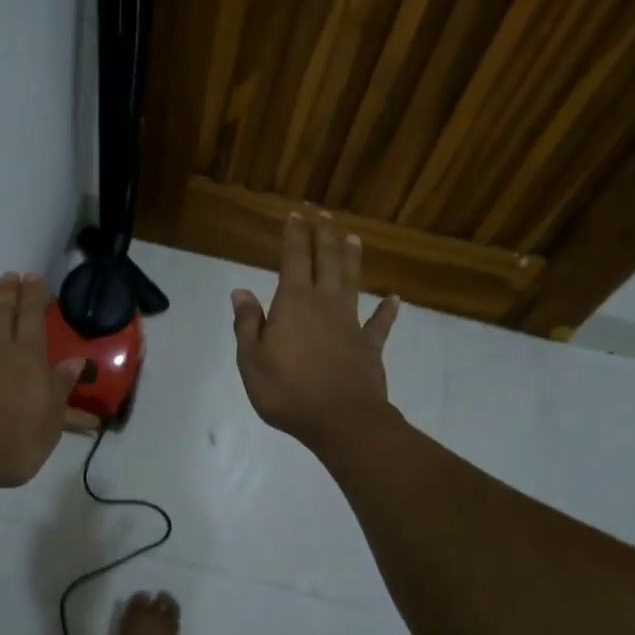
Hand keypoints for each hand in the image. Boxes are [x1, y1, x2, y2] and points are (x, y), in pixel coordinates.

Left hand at [0, 273, 85, 491]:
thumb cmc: (11, 445)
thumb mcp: (49, 423)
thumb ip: (60, 388)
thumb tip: (76, 361)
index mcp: (29, 360)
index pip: (33, 319)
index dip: (34, 296)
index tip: (33, 277)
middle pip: (4, 312)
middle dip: (9, 292)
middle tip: (10, 275)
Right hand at [231, 212, 399, 450]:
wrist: (342, 420)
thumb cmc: (288, 390)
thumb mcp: (251, 360)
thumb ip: (248, 324)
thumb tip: (241, 292)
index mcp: (293, 302)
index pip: (294, 259)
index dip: (295, 235)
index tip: (296, 215)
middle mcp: (324, 303)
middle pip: (325, 260)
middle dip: (323, 235)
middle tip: (322, 214)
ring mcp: (351, 323)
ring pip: (352, 282)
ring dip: (351, 259)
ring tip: (353, 238)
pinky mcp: (370, 346)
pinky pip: (380, 323)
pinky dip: (387, 310)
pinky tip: (394, 298)